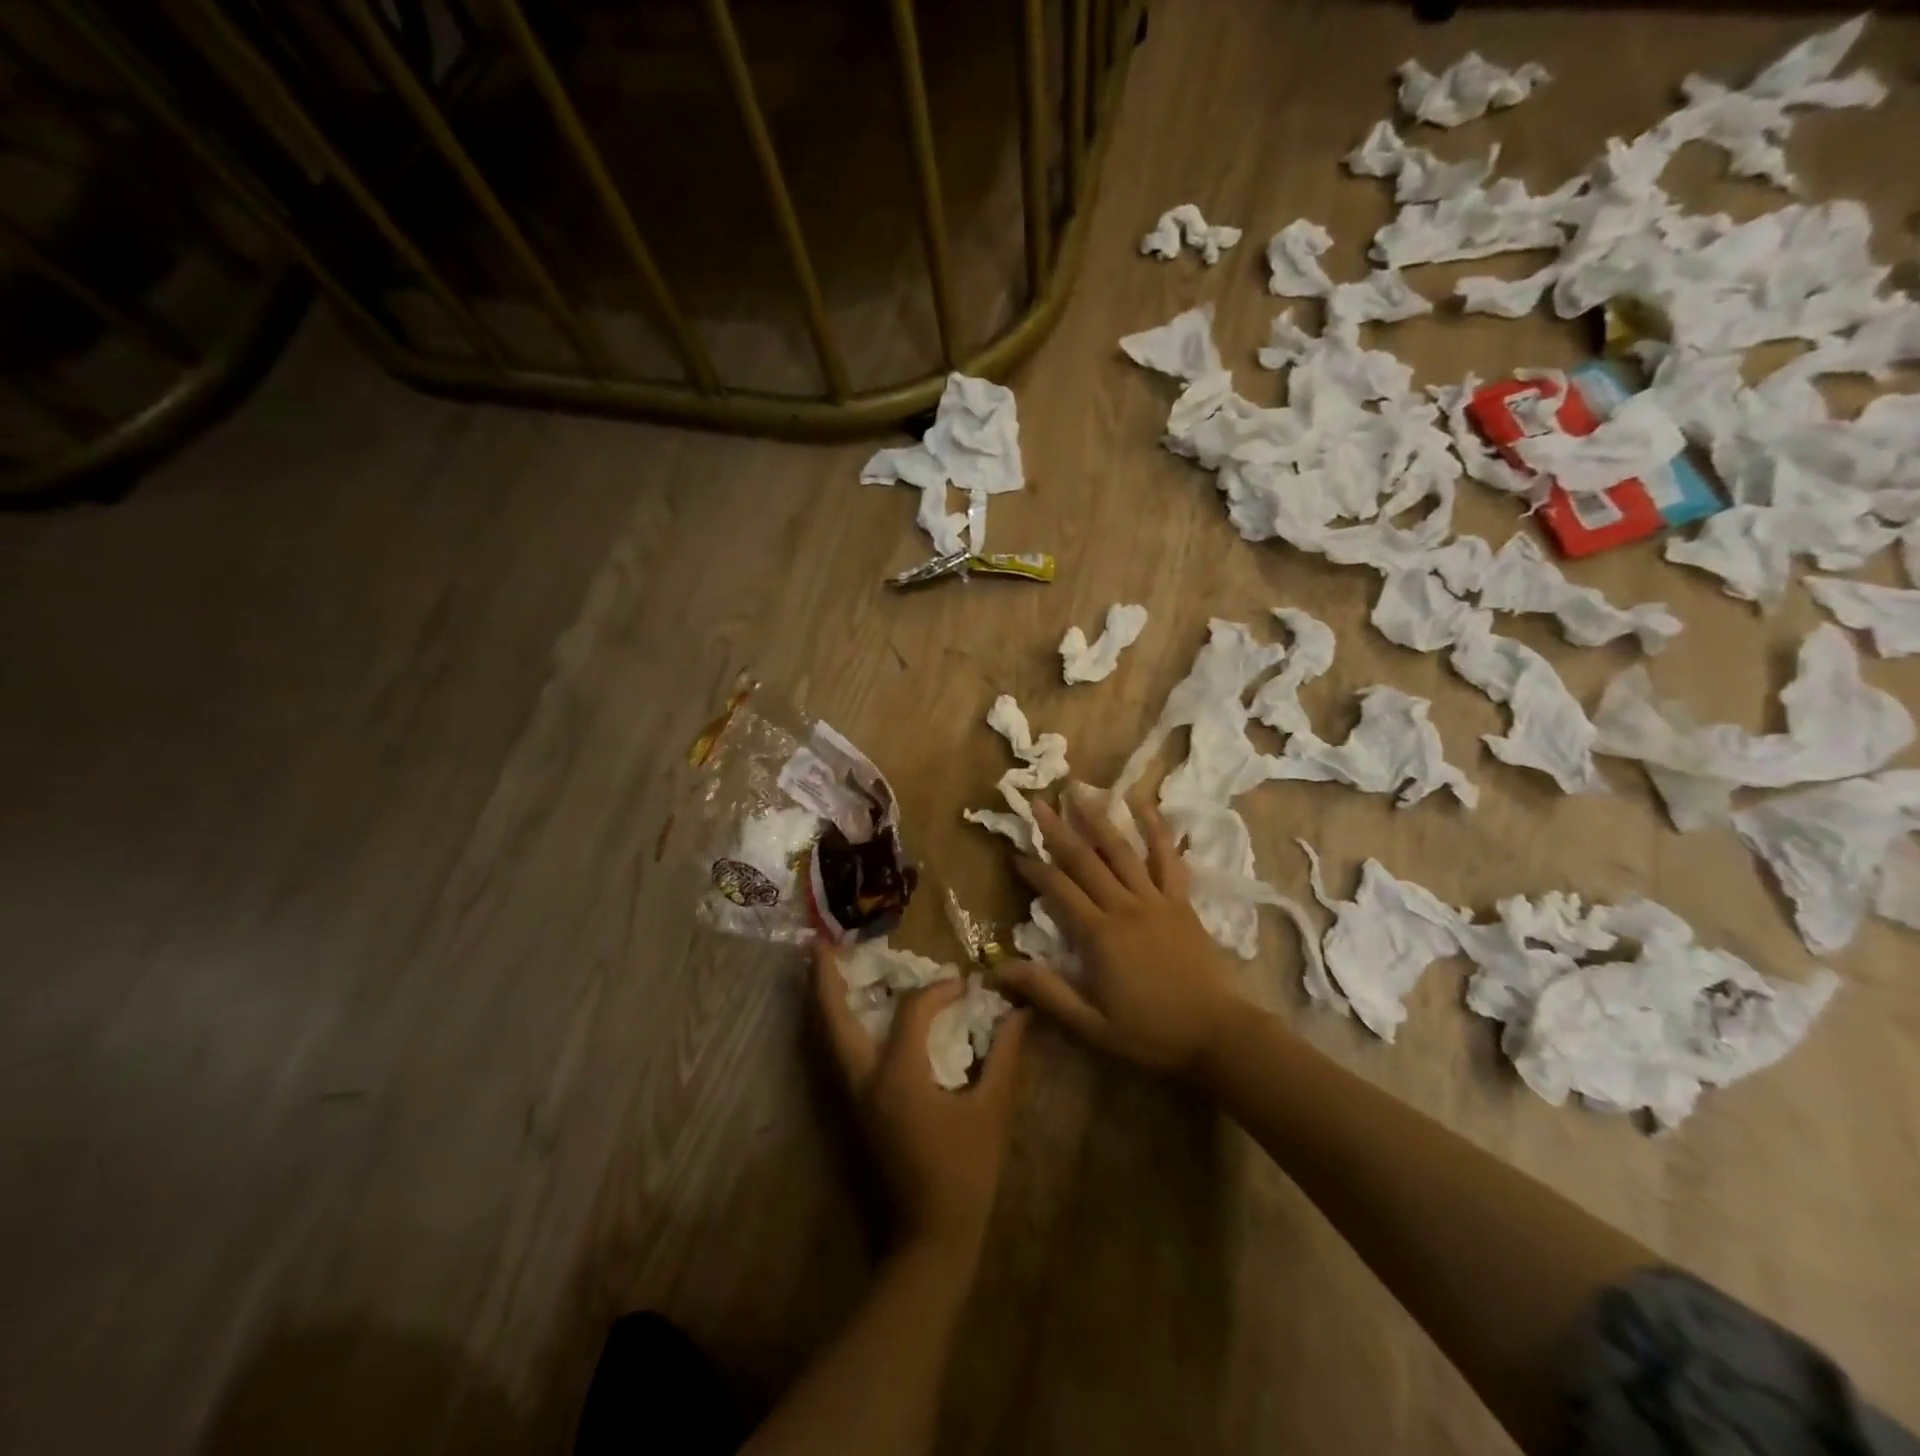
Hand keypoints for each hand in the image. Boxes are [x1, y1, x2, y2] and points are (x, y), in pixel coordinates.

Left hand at [813, 947, 1028, 1259]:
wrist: (932, 1237)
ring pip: (830, 1040)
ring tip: (826, 969)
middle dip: (826, 980)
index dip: (939, 991)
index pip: (913, 1011)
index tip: (965, 986)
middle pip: (835, 1020)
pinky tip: (853, 1015)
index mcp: (899, 1076)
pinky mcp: (857, 1110)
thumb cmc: (966, 1172)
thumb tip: (1020, 1012)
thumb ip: (1006, 1056)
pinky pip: (841, 1056)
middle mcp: (866, 1080)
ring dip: (827, 1002)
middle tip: (821, 943)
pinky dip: (840, 1027)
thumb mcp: (993, 1110)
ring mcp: (855, 1098)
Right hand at [999, 788, 1239, 1074]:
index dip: (1035, 870)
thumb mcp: (1092, 1025)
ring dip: (1098, 819)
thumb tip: (1001, 968)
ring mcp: (1156, 900)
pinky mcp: (1181, 901)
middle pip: (1085, 860)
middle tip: (1037, 802)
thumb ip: (1048, 993)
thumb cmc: (1151, 1033)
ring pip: (1122, 851)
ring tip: (1080, 791)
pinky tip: (1144, 805)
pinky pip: (1167, 859)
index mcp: (1100, 936)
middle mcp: (1125, 907)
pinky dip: (1156, 830)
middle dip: (1058, 830)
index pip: (1059, 891)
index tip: (1016, 854)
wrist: (1217, 1034)